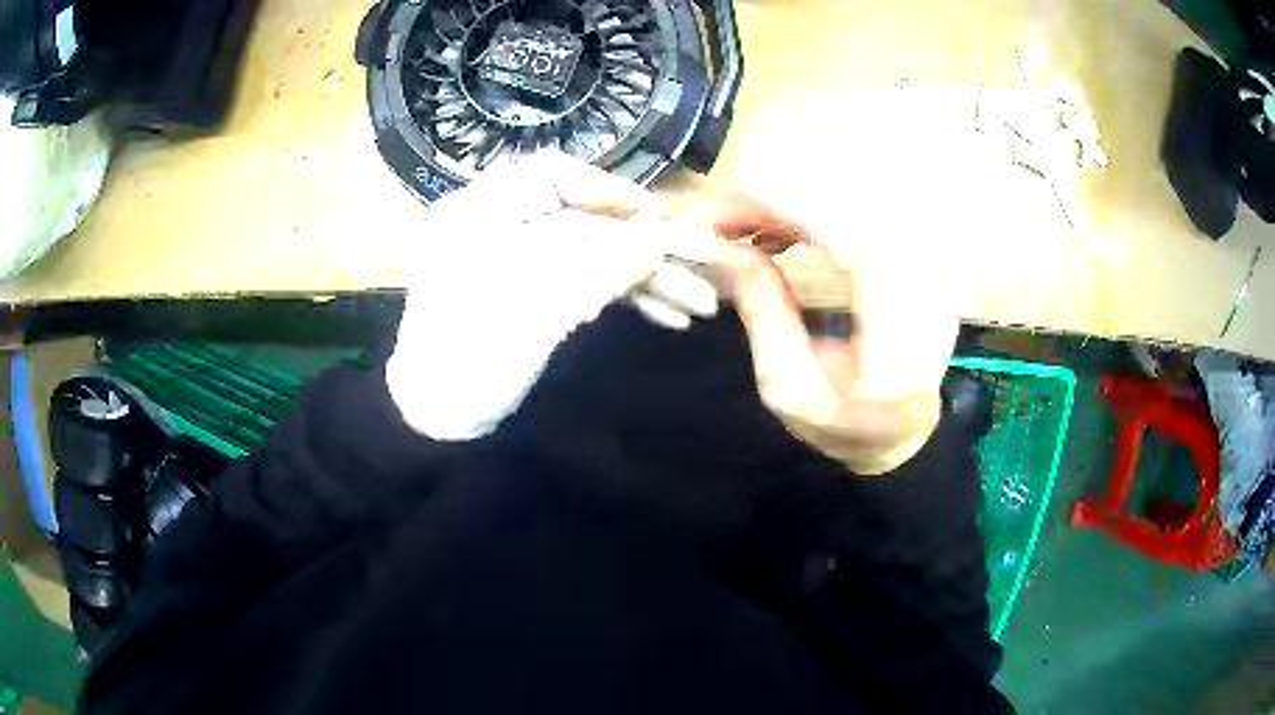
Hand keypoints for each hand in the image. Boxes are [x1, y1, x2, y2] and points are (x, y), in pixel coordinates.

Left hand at [387, 153, 718, 440]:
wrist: (438, 421)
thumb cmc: (468, 363)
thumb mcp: (533, 315)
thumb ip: (597, 272)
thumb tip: (659, 240)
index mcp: (482, 213)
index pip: (551, 175)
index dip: (608, 189)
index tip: (656, 217)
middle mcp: (503, 226)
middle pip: (585, 219)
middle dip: (643, 246)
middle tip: (700, 265)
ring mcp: (523, 261)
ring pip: (593, 252)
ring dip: (644, 276)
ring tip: (697, 303)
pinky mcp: (537, 291)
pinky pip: (587, 280)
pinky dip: (625, 295)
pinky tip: (667, 314)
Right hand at [710, 192, 958, 474]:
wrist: (903, 431)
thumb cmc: (847, 426)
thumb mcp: (788, 387)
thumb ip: (763, 312)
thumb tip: (726, 248)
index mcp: (898, 322)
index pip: (843, 231)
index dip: (778, 207)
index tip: (721, 215)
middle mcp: (921, 276)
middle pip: (845, 200)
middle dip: (775, 197)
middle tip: (725, 222)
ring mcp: (924, 258)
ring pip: (851, 196)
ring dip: (791, 201)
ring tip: (746, 229)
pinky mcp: (912, 249)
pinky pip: (857, 209)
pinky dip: (812, 209)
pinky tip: (781, 230)